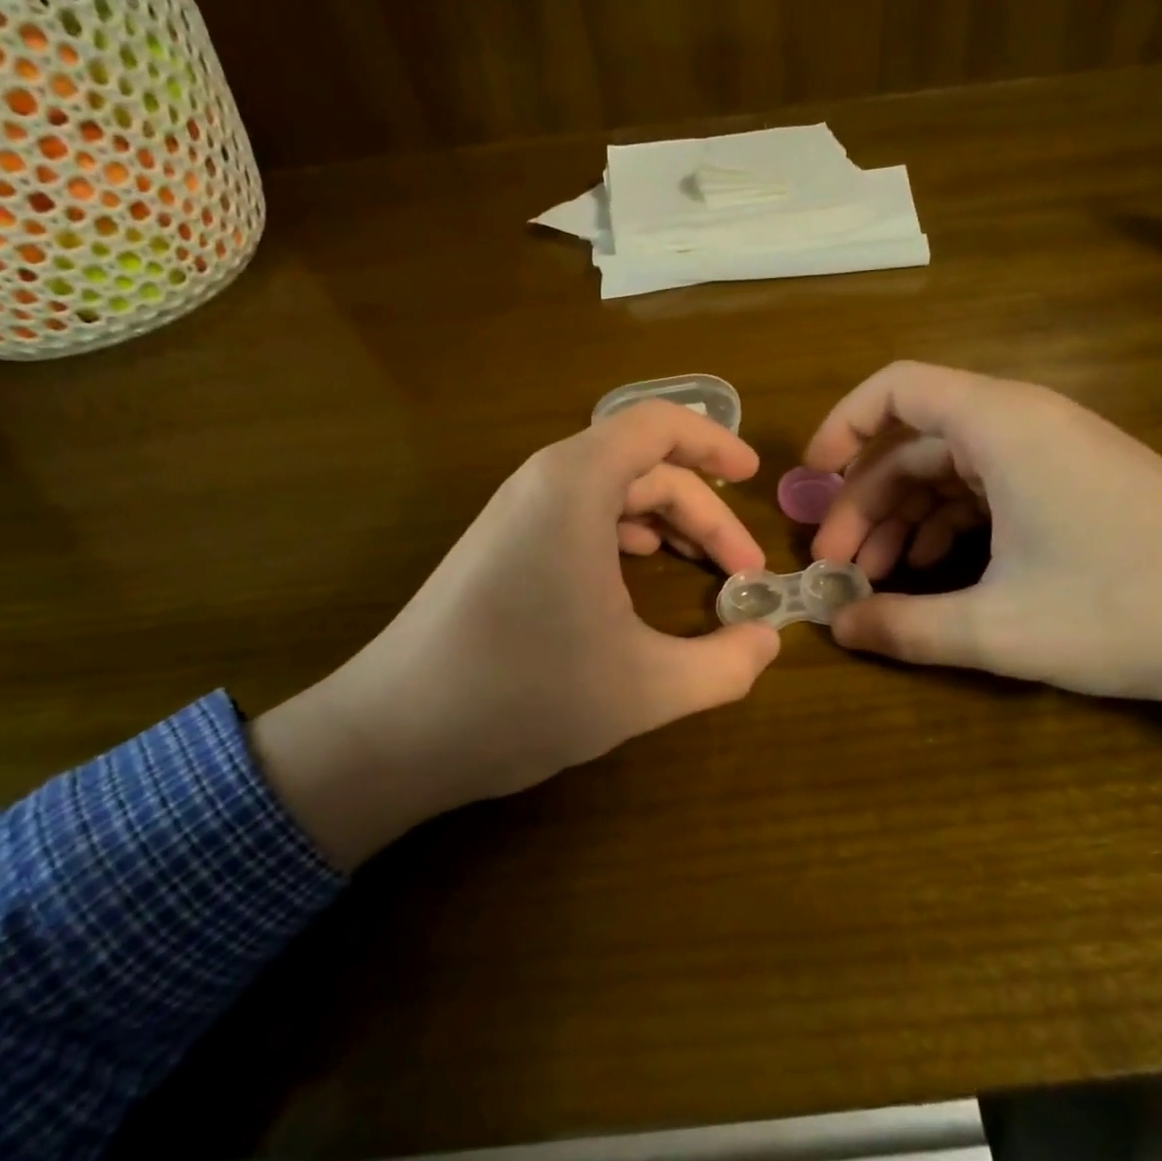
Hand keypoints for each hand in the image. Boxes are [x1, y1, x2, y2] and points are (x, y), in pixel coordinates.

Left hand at [254, 401, 780, 866]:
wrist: (393, 736)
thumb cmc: (523, 695)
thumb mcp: (645, 687)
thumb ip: (724, 665)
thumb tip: (769, 642)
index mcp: (576, 486)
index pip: (658, 424)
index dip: (714, 441)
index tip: (754, 475)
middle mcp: (543, 483)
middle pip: (643, 465)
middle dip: (702, 510)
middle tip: (741, 570)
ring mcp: (514, 514)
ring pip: (609, 492)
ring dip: (664, 522)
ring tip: (703, 568)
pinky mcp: (499, 546)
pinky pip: (578, 516)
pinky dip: (623, 535)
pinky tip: (638, 576)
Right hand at [806, 362, 1161, 804]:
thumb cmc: (1134, 607)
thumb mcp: (1003, 628)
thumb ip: (906, 627)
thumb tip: (837, 629)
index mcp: (1001, 426)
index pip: (896, 388)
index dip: (842, 427)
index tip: (810, 480)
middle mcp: (1023, 423)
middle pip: (914, 442)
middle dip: (865, 502)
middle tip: (836, 567)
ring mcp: (1052, 455)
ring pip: (949, 472)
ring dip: (904, 521)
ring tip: (876, 583)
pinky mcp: (1073, 485)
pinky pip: (987, 492)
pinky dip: (948, 529)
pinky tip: (933, 578)